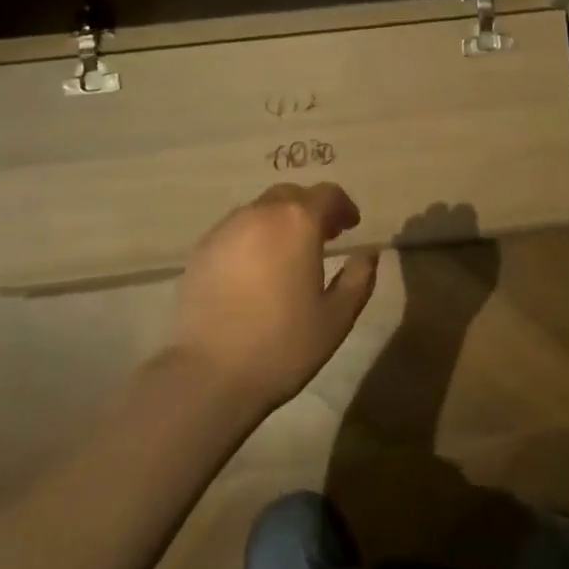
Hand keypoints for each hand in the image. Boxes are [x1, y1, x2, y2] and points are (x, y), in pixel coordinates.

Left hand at [167, 183, 378, 413]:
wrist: (208, 374)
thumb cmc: (282, 344)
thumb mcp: (337, 318)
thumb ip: (359, 279)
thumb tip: (367, 254)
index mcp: (298, 222)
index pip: (327, 194)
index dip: (343, 206)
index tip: (351, 226)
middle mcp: (261, 213)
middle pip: (291, 195)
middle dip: (311, 209)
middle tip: (323, 237)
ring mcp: (226, 229)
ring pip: (260, 210)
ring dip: (279, 222)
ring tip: (287, 255)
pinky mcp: (201, 250)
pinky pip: (235, 231)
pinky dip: (252, 239)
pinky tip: (254, 271)